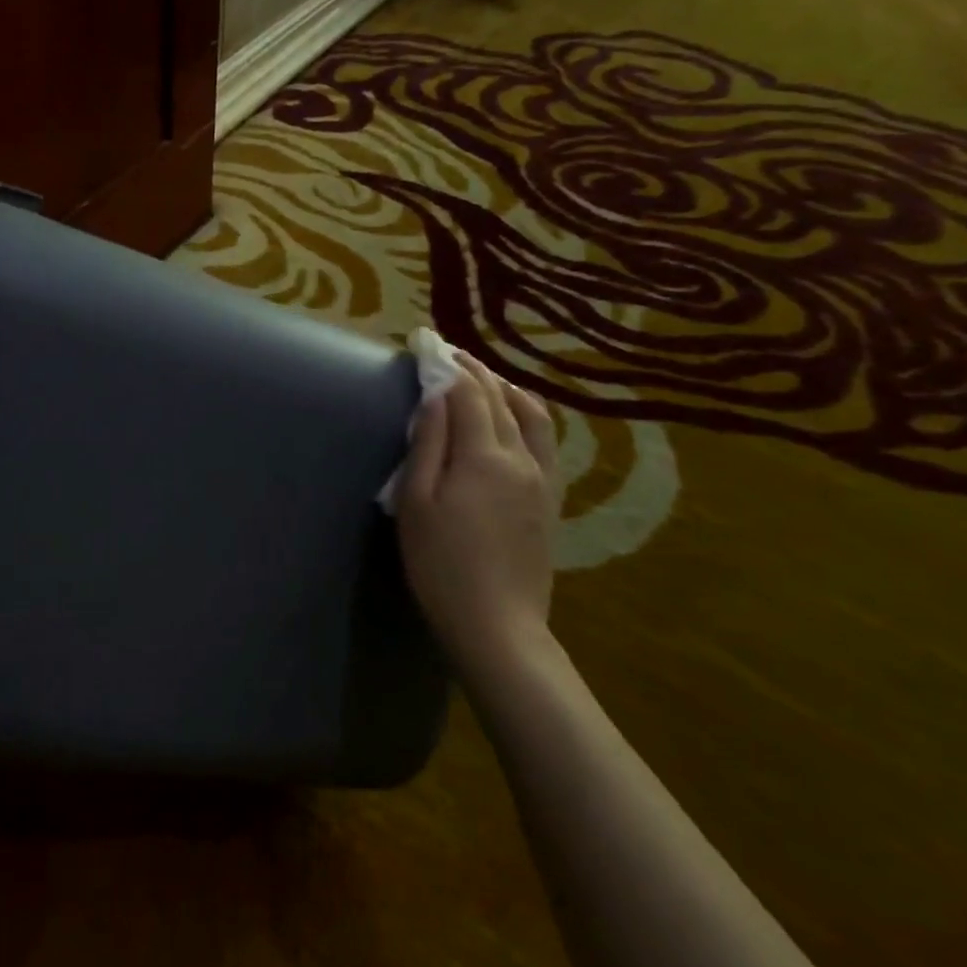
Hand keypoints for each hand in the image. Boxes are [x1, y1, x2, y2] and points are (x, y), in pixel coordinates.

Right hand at [397, 352, 557, 674]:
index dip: (446, 365)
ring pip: (530, 415)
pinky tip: (516, 416)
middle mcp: (520, 457)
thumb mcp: (417, 503)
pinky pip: (545, 441)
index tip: (427, 343)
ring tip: (482, 377)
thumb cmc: (441, 564)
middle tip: (448, 353)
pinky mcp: (550, 499)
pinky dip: (528, 414)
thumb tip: (436, 397)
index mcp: (483, 456)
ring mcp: (542, 478)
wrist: (497, 623)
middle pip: (498, 399)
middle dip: (473, 370)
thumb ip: (428, 445)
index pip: (467, 394)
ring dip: (504, 388)